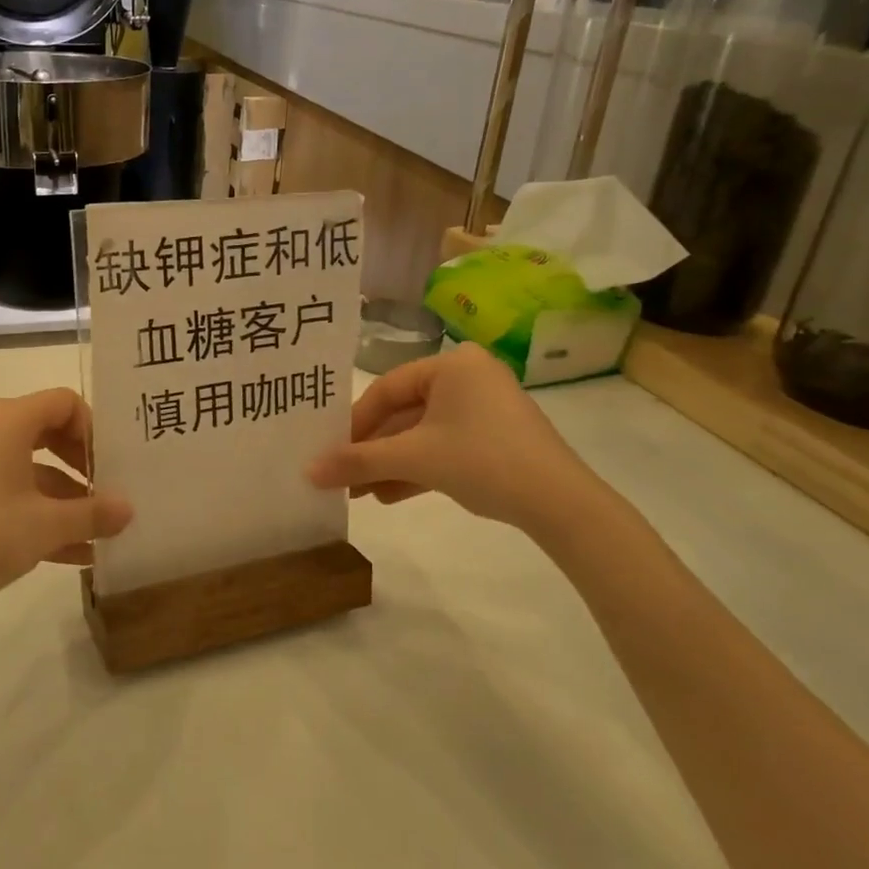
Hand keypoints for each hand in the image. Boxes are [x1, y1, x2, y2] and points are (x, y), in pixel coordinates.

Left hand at [0, 389, 132, 615]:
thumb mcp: (46, 525)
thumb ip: (93, 514)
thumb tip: (129, 509)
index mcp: (7, 419)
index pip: (64, 402)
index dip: (93, 429)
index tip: (109, 466)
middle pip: (47, 431)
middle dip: (81, 464)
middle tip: (106, 492)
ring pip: (28, 466)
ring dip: (63, 496)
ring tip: (96, 532)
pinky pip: (6, 488)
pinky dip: (35, 511)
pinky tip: (70, 553)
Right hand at [308, 343, 608, 535]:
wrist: (561, 504)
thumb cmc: (483, 460)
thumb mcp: (414, 459)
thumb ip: (358, 461)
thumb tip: (307, 472)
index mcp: (451, 364)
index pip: (386, 389)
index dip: (355, 423)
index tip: (331, 452)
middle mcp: (468, 376)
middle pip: (404, 412)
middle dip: (373, 449)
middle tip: (343, 475)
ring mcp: (485, 408)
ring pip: (423, 433)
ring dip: (391, 463)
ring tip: (360, 492)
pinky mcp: (496, 436)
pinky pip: (445, 445)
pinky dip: (419, 468)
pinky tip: (390, 496)